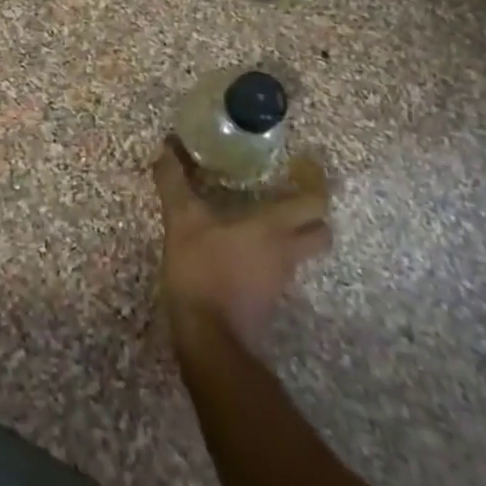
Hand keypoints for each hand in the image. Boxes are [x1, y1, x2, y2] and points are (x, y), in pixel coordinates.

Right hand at [152, 138, 330, 352]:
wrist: (210, 339)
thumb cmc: (202, 270)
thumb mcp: (182, 220)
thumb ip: (174, 182)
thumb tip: (166, 145)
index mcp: (273, 227)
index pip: (314, 203)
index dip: (316, 182)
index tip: (305, 165)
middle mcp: (286, 251)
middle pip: (319, 231)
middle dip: (312, 213)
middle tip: (290, 193)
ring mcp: (280, 279)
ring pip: (300, 251)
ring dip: (291, 234)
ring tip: (261, 215)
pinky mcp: (268, 299)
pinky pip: (279, 269)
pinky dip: (270, 255)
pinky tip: (243, 248)